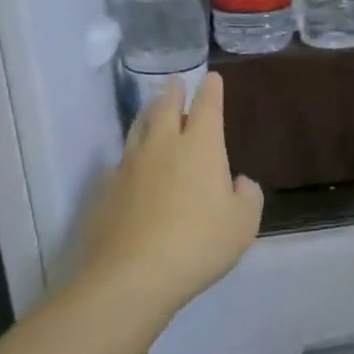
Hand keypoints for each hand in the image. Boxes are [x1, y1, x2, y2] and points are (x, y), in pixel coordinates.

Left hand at [75, 74, 262, 330]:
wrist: (132, 275)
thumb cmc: (200, 243)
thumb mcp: (244, 223)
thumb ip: (247, 196)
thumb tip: (238, 182)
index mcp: (202, 148)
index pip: (207, 107)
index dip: (211, 90)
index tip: (212, 78)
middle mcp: (164, 147)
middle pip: (165, 108)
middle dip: (173, 92)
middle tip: (175, 83)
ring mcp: (129, 167)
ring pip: (138, 129)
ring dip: (148, 114)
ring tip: (152, 109)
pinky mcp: (105, 191)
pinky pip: (120, 161)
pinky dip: (130, 154)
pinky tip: (130, 164)